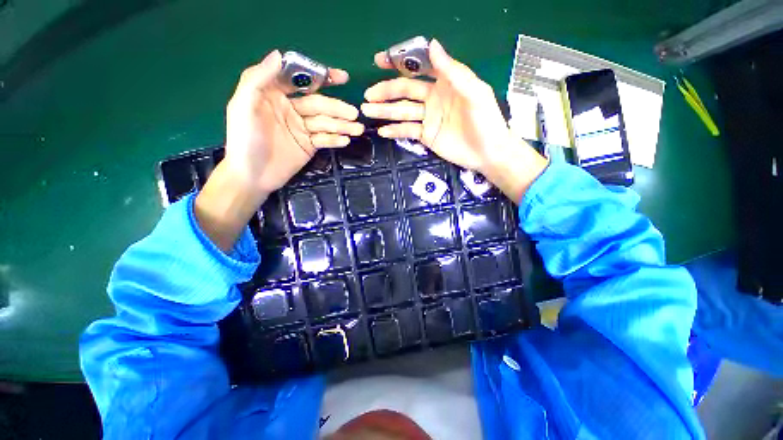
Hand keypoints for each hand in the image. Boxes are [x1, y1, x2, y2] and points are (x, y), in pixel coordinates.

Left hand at [224, 50, 362, 195]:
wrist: (252, 176)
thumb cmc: (244, 140)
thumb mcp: (243, 106)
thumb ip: (258, 79)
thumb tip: (279, 55)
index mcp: (274, 94)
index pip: (301, 80)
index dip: (321, 77)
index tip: (342, 78)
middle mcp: (291, 109)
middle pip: (318, 104)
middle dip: (337, 108)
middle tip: (354, 114)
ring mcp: (302, 128)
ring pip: (325, 123)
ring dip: (342, 125)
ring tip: (357, 129)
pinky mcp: (309, 145)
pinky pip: (324, 139)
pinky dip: (335, 139)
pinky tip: (346, 140)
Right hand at [361, 39, 546, 202]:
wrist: (487, 152)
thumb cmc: (486, 120)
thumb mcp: (474, 92)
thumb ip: (453, 71)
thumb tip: (432, 44)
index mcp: (445, 82)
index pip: (419, 67)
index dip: (399, 63)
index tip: (379, 60)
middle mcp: (433, 98)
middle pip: (405, 91)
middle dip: (386, 92)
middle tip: (367, 96)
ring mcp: (428, 118)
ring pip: (403, 111)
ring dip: (385, 111)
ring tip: (367, 111)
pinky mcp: (426, 136)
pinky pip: (407, 131)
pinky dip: (395, 131)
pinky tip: (382, 132)